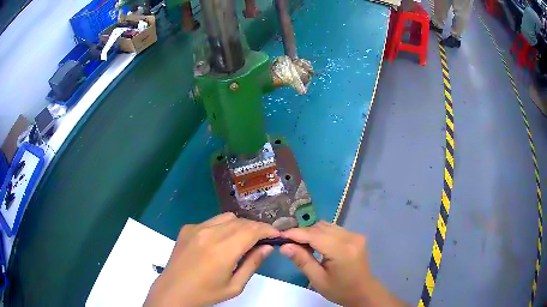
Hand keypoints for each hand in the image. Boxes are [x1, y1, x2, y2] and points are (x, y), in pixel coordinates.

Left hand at [144, 213, 279, 306]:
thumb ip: (252, 264)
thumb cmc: (206, 294)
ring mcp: (196, 228)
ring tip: (242, 240)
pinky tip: (219, 242)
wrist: (173, 291)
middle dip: (256, 228)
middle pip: (241, 221)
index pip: (252, 230)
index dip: (267, 230)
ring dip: (240, 226)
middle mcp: (209, 233)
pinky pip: (211, 221)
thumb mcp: (234, 286)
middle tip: (262, 240)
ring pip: (226, 217)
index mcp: (222, 250)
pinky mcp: (187, 228)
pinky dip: (222, 227)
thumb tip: (267, 247)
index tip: (276, 235)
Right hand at [280, 221, 404, 306]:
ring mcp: (355, 235)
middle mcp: (350, 238)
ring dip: (311, 232)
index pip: (314, 236)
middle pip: (320, 228)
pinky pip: (334, 229)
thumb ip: (302, 261)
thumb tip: (284, 246)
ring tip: (300, 245)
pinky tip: (316, 244)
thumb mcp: (318, 280)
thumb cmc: (340, 290)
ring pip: (326, 226)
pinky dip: (321, 234)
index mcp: (342, 251)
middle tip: (288, 243)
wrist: (363, 291)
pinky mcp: (356, 236)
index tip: (279, 236)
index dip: (295, 234)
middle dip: (302, 233)